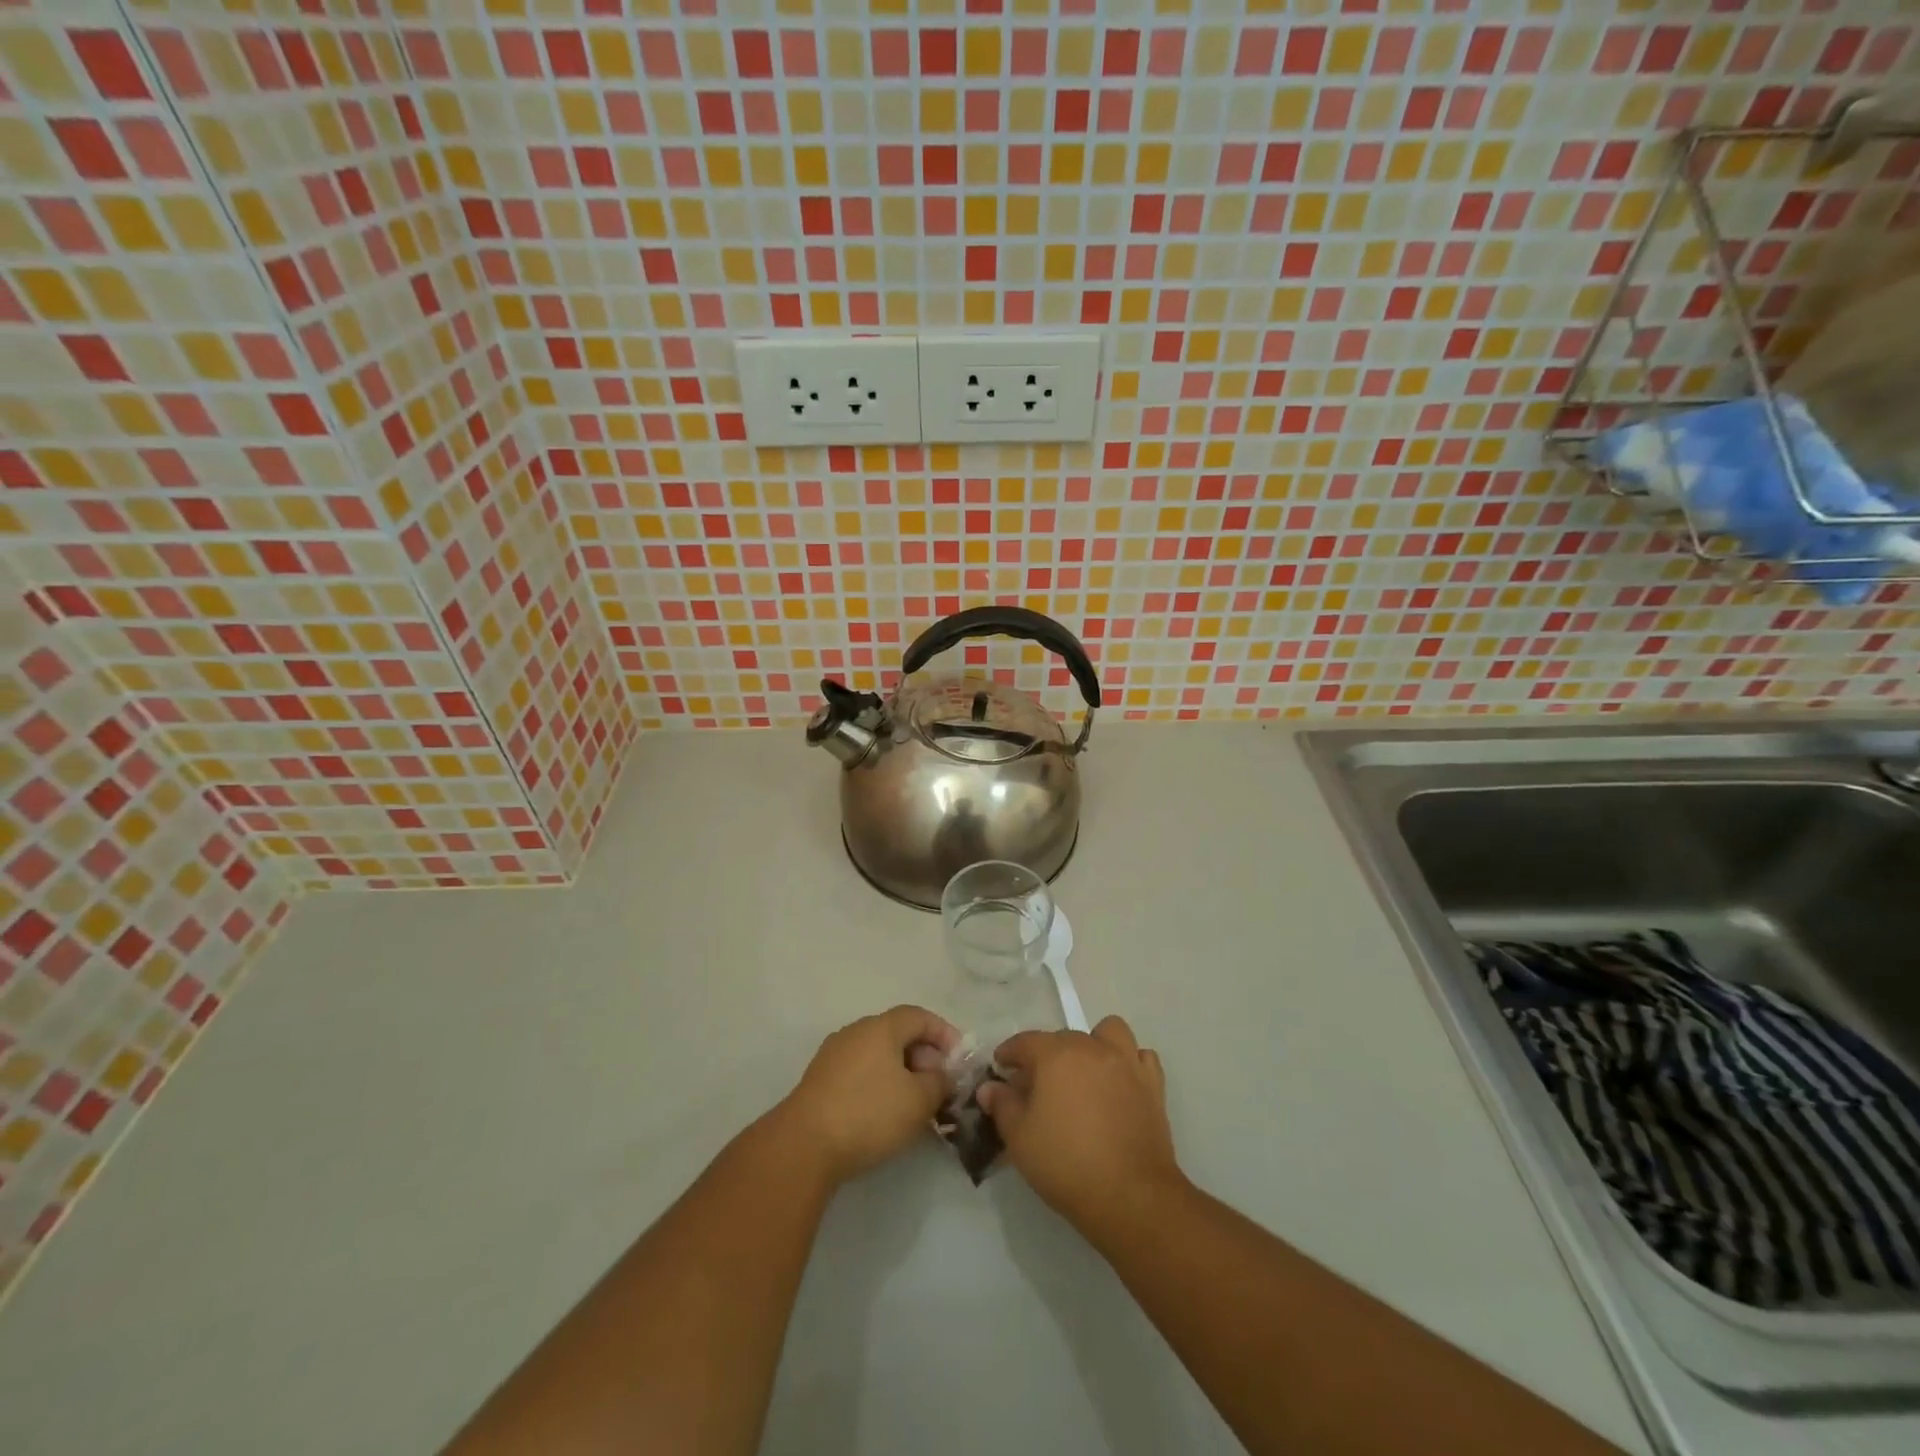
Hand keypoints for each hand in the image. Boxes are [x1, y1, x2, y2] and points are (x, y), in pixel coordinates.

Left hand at [775, 1005, 959, 1184]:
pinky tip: (886, 1112)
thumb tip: (941, 1075)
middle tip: (940, 1084)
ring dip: (902, 1071)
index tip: (959, 1059)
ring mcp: (834, 1055)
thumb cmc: (869, 1113)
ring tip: (916, 1102)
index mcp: (880, 1027)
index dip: (944, 1033)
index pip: (919, 1016)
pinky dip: (880, 1082)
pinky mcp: (820, 1080)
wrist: (804, 1144)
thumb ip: (939, 1082)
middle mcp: (855, 1032)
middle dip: (924, 1055)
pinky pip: (860, 1070)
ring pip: (878, 1054)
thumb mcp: (919, 1100)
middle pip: (898, 1033)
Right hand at [977, 1016, 1183, 1233]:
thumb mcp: (1019, 1138)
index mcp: (1056, 1055)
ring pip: (1109, 1032)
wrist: (1130, 1195)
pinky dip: (1129, 1063)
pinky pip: (1141, 1057)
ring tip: (1085, 1072)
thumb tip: (990, 1087)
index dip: (1009, 1053)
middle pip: (1063, 1038)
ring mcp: (1126, 1062)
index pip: (1025, 1041)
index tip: (1000, 1067)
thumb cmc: (1066, 1163)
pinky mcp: (1153, 1085)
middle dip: (1046, 1055)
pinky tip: (1119, 1084)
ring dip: (1094, 1044)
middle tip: (1037, 1086)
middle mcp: (1092, 1047)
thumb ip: (1002, 1105)